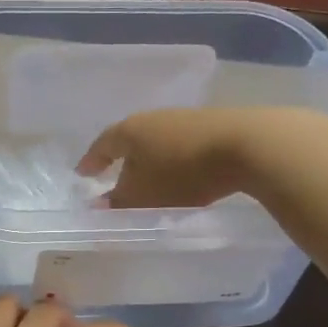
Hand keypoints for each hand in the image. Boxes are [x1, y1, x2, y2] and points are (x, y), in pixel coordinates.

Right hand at [78, 107, 255, 208]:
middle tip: (115, 178)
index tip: (82, 174)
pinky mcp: (211, 126)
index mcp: (129, 131)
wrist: (244, 146)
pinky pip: (181, 146)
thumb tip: (98, 207)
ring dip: (151, 161)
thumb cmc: (182, 172)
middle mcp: (152, 118)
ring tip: (151, 180)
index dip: (91, 162)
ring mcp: (183, 119)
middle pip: (130, 140)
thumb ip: (119, 204)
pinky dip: (174, 161)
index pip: (101, 145)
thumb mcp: (144, 196)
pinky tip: (182, 175)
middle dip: (123, 160)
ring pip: (157, 142)